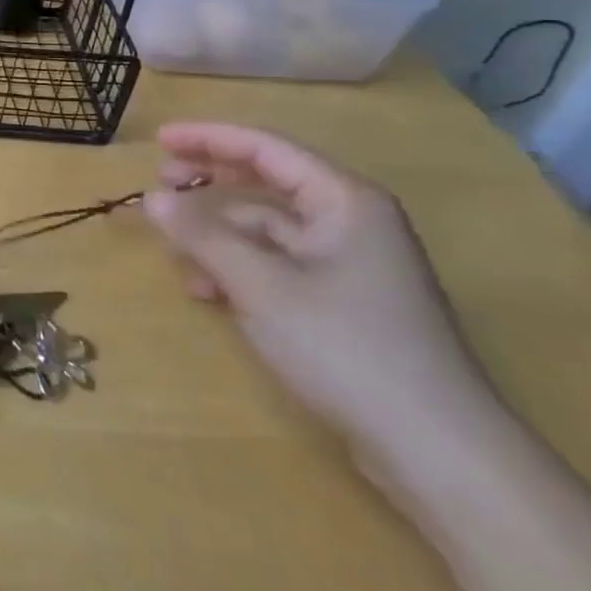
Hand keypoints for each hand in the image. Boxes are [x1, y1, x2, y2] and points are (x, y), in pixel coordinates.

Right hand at [142, 122, 498, 462]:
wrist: (437, 452)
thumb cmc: (346, 348)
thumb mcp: (261, 286)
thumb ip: (202, 235)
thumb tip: (153, 199)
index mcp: (344, 200)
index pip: (265, 147)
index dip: (208, 138)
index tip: (159, 139)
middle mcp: (350, 221)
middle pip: (266, 183)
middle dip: (211, 184)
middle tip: (159, 188)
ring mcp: (350, 264)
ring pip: (267, 230)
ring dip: (219, 238)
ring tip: (180, 261)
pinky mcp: (344, 303)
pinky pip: (278, 266)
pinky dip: (239, 270)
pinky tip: (210, 293)